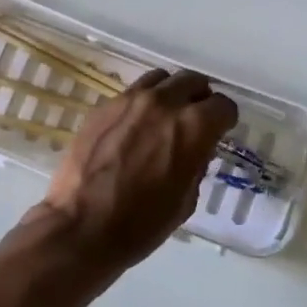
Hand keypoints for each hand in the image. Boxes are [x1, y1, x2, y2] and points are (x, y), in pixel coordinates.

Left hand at [32, 68, 237, 273]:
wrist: (82, 227)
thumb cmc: (141, 224)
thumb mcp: (186, 200)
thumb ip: (197, 164)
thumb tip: (196, 149)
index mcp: (193, 126)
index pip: (223, 106)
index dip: (224, 121)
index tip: (219, 132)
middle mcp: (164, 103)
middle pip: (193, 81)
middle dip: (200, 98)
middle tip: (194, 119)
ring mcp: (130, 100)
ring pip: (161, 79)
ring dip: (170, 93)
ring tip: (165, 116)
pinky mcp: (103, 106)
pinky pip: (132, 93)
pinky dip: (142, 103)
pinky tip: (135, 127)